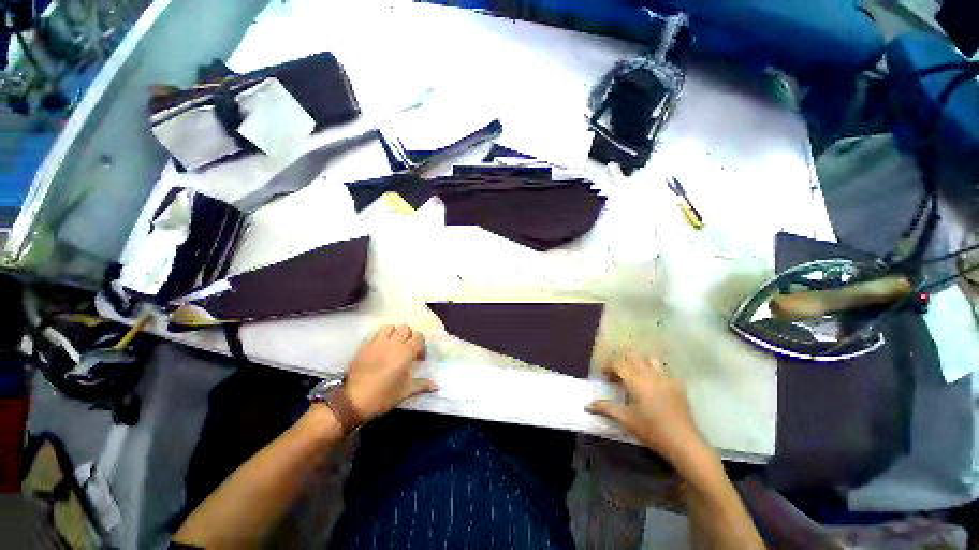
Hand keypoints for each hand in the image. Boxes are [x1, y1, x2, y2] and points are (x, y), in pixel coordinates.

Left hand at [345, 324, 436, 420]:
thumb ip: (422, 385)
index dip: (421, 346)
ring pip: (391, 326)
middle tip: (408, 350)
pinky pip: (376, 333)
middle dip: (409, 337)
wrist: (351, 400)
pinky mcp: (365, 345)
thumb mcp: (405, 392)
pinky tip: (381, 348)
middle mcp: (393, 343)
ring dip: (395, 333)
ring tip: (394, 346)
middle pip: (406, 328)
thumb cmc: (382, 396)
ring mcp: (377, 342)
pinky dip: (382, 336)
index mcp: (405, 353)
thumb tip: (437, 386)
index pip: (419, 338)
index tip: (419, 359)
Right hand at [587, 354, 706, 464]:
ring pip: (650, 359)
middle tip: (618, 375)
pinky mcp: (678, 385)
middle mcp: (651, 374)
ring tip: (636, 376)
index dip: (609, 366)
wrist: (684, 442)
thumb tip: (587, 405)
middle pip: (633, 357)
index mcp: (637, 381)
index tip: (604, 376)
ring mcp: (667, 378)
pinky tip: (654, 386)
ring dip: (640, 363)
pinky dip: (655, 372)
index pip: (619, 363)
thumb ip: (606, 408)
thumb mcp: (626, 420)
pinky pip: (665, 370)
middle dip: (623, 362)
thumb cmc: (652, 430)